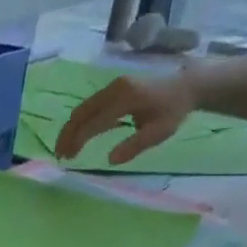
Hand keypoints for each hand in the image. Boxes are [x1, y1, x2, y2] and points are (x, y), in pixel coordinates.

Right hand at [56, 72, 197, 165]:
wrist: (185, 85)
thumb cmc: (172, 111)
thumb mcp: (159, 132)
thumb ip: (134, 146)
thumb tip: (110, 160)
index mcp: (125, 98)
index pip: (93, 122)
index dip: (77, 140)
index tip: (68, 158)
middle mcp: (114, 89)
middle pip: (80, 113)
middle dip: (67, 135)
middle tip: (60, 156)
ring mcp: (112, 87)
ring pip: (82, 109)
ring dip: (71, 129)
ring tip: (65, 149)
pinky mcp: (112, 90)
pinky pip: (90, 107)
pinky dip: (80, 122)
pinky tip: (78, 137)